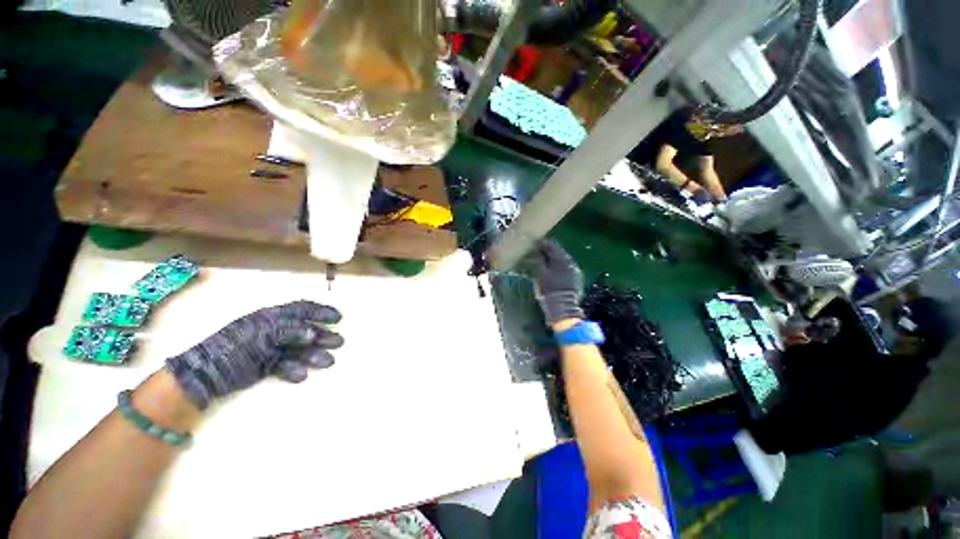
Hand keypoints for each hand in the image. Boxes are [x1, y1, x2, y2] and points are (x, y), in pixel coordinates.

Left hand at [166, 301, 342, 408]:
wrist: (204, 375)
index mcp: (271, 317)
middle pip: (304, 330)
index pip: (301, 309)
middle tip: (339, 343)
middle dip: (323, 335)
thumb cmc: (233, 348)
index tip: (338, 318)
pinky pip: (285, 365)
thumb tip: (311, 333)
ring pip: (298, 349)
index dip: (321, 312)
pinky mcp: (265, 365)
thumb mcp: (260, 335)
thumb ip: (287, 331)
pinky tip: (300, 376)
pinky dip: (294, 370)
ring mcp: (270, 348)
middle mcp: (273, 330)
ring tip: (328, 362)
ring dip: (314, 355)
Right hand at [532, 240, 584, 325]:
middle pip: (559, 252)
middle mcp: (570, 262)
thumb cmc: (549, 289)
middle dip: (550, 251)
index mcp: (561, 259)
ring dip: (556, 260)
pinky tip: (556, 271)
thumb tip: (539, 253)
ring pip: (564, 260)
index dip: (544, 243)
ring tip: (547, 262)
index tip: (537, 243)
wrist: (563, 306)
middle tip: (541, 251)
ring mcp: (575, 270)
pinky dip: (561, 267)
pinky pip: (567, 268)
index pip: (552, 245)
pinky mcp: (577, 278)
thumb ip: (540, 261)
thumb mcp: (540, 274)